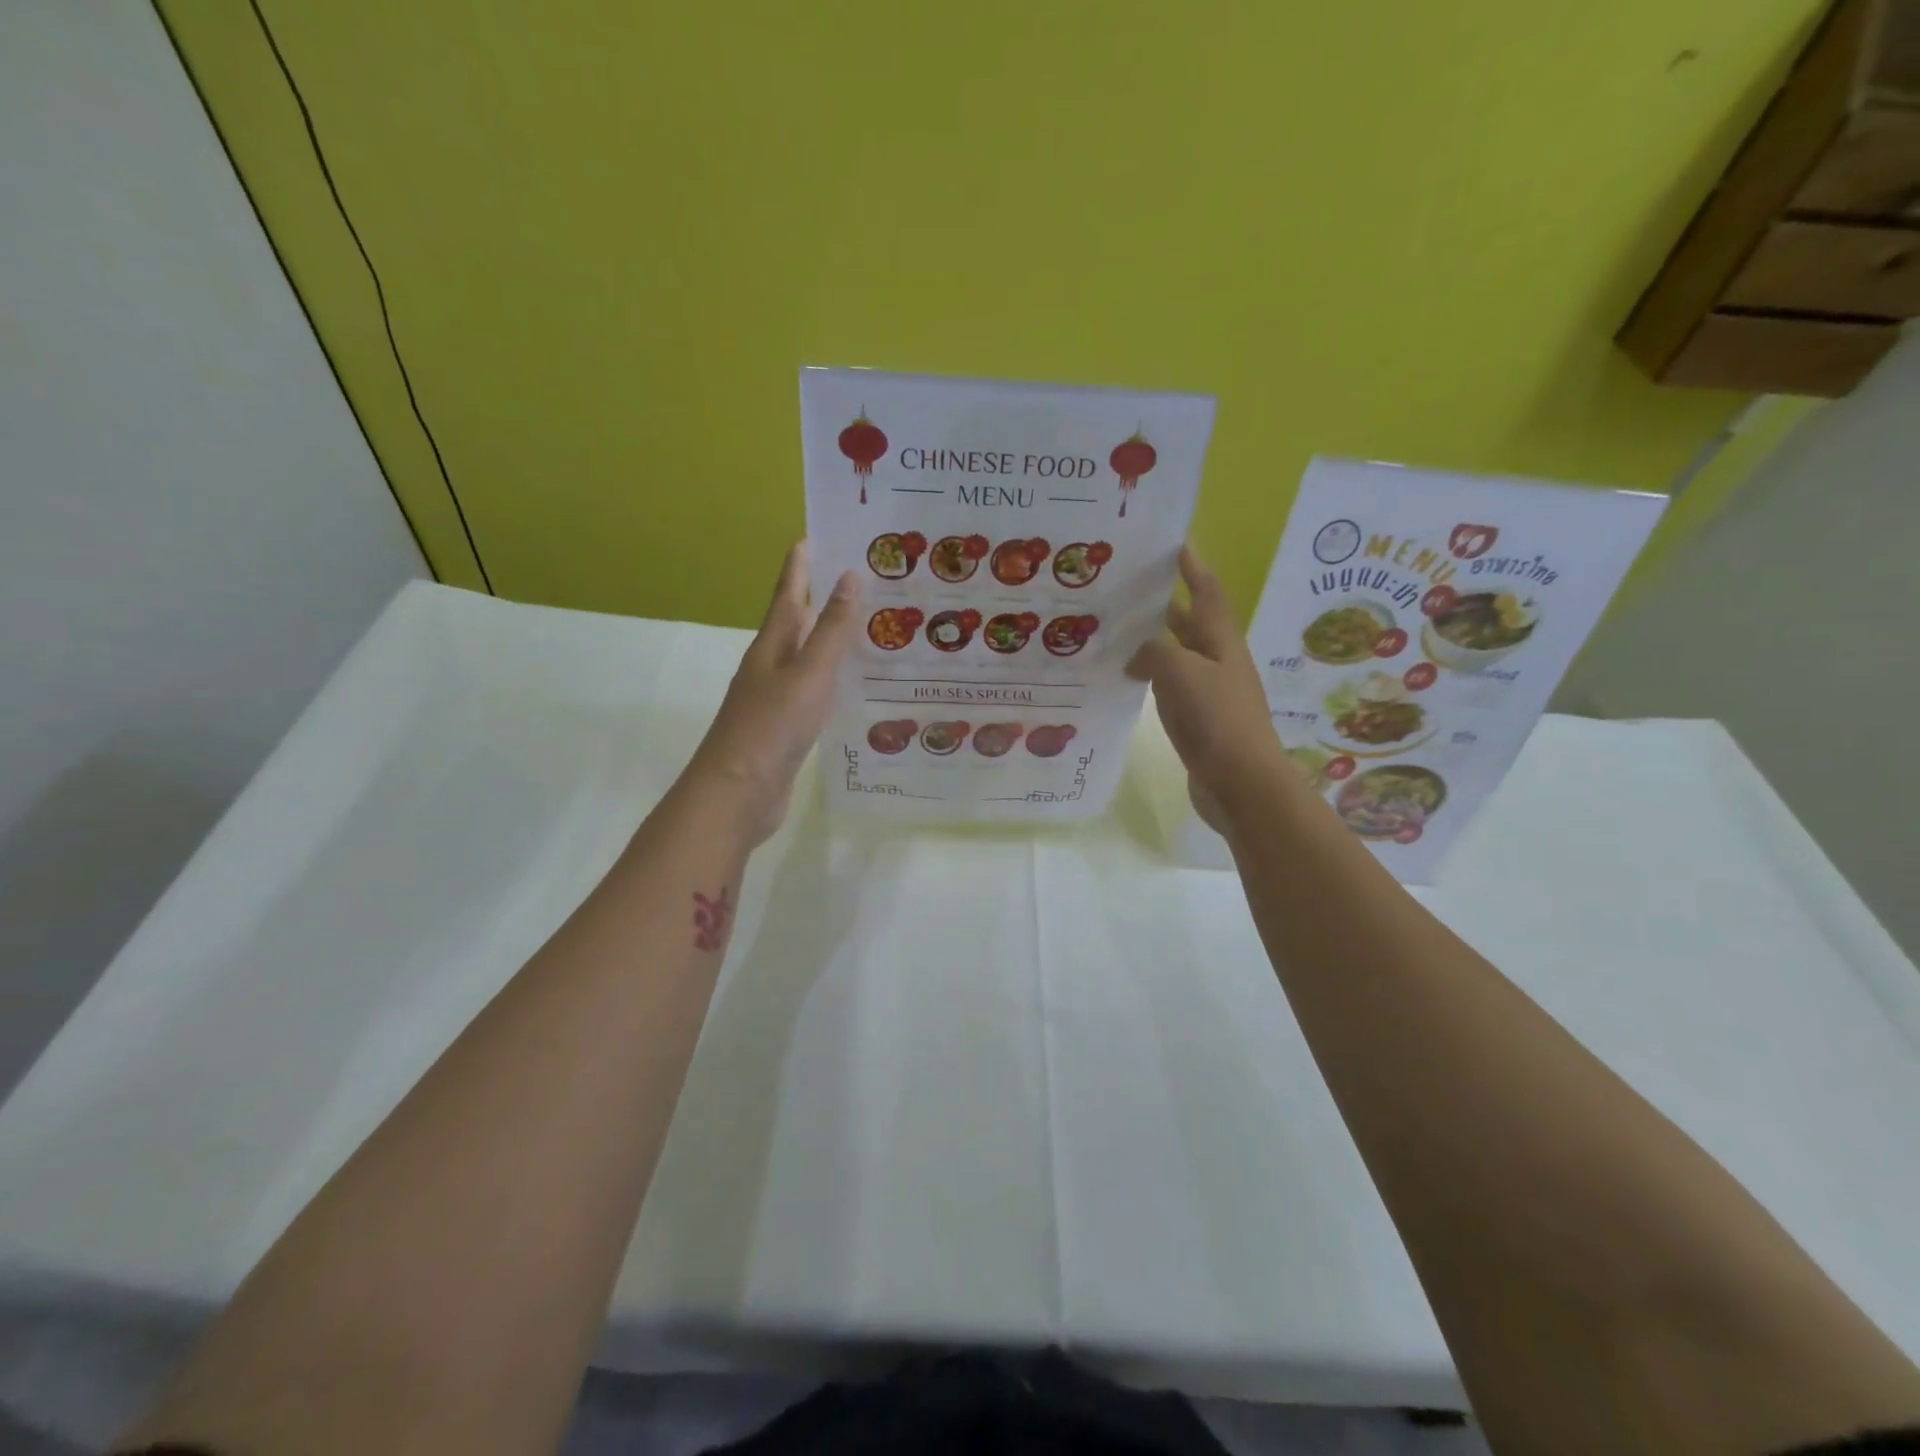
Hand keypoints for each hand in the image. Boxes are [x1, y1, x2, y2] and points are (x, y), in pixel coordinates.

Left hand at [685, 541, 858, 844]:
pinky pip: (815, 692)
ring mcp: (777, 699)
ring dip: (830, 640)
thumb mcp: (809, 674)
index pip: (788, 594)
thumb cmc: (772, 727)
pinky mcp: (787, 729)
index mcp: (772, 647)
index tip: (815, 535)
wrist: (738, 794)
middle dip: (821, 598)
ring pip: (808, 659)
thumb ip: (831, 630)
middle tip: (859, 578)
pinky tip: (854, 685)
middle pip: (797, 623)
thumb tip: (849, 577)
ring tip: (867, 626)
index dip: (800, 566)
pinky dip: (834, 681)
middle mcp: (772, 667)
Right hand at [1127, 545, 1283, 831]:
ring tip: (1115, 625)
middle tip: (1127, 584)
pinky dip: (1147, 672)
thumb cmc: (1218, 719)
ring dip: (1151, 637)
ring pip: (1175, 652)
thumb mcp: (1182, 672)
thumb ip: (1154, 651)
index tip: (1174, 540)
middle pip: (1189, 620)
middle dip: (1164, 599)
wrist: (1241, 782)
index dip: (1192, 565)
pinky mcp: (1195, 717)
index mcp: (1220, 640)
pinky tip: (1124, 675)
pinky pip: (1167, 683)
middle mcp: (1215, 659)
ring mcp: (1206, 689)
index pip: (1206, 591)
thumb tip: (1137, 655)